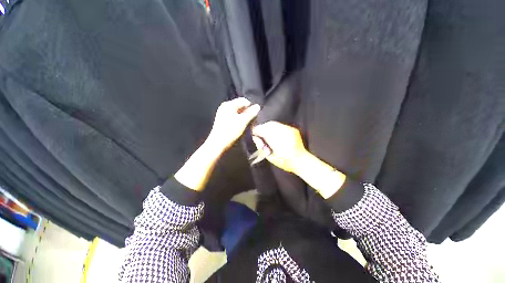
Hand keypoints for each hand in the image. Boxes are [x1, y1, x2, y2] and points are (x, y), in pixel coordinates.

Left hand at [207, 98, 260, 151]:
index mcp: (229, 104)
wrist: (218, 143)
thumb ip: (251, 113)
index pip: (244, 100)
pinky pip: (234, 116)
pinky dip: (239, 119)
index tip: (255, 115)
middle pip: (240, 106)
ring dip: (244, 116)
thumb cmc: (230, 131)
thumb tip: (258, 106)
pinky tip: (241, 126)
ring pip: (237, 112)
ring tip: (247, 124)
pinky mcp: (222, 120)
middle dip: (247, 112)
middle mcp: (225, 106)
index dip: (251, 107)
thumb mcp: (243, 121)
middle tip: (252, 120)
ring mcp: (223, 113)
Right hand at [251, 121, 308, 173]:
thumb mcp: (270, 157)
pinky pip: (280, 125)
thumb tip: (255, 137)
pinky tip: (273, 132)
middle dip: (262, 127)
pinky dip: (274, 127)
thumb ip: (261, 146)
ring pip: (274, 124)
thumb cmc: (284, 161)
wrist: (301, 160)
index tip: (253, 132)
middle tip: (258, 132)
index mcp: (277, 142)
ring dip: (268, 127)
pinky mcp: (293, 129)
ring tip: (265, 132)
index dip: (257, 130)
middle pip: (269, 125)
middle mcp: (284, 134)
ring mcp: (289, 130)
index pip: (264, 131)